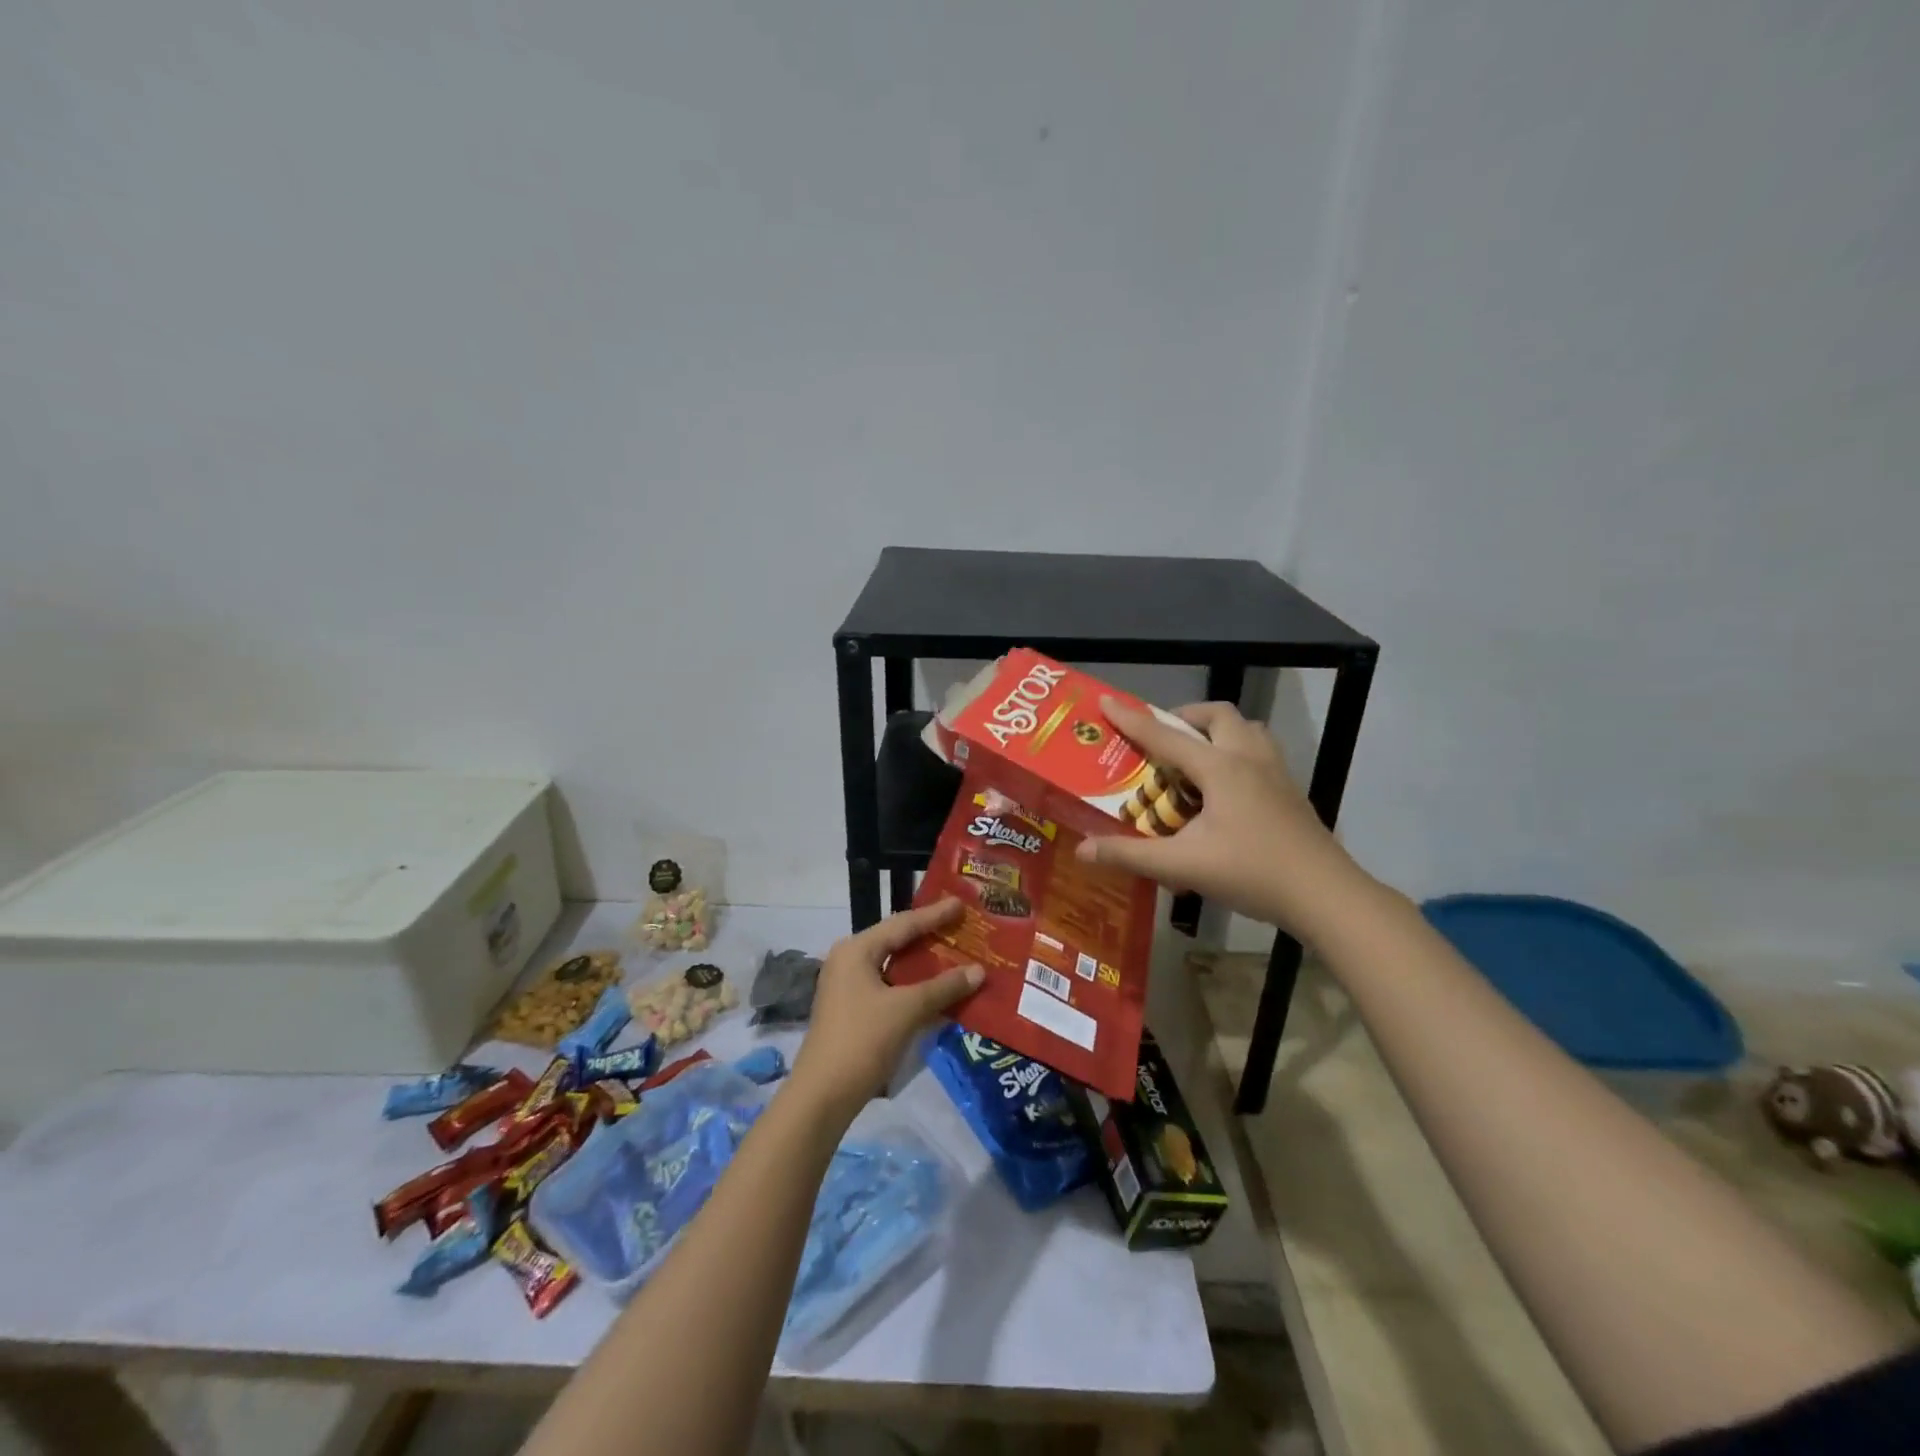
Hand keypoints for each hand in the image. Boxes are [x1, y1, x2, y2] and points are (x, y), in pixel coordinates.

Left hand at [790, 899, 982, 1116]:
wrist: (822, 1096)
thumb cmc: (863, 1040)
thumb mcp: (907, 1010)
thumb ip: (944, 987)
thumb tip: (979, 971)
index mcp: (856, 949)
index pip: (902, 924)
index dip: (934, 914)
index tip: (961, 903)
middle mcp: (849, 960)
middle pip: (896, 941)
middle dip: (929, 936)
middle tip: (961, 926)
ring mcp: (848, 986)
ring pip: (894, 966)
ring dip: (924, 964)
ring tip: (956, 954)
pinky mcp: (853, 1009)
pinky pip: (889, 986)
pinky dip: (914, 985)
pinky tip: (938, 990)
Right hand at [1075, 698, 1370, 942]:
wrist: (1325, 895)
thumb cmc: (1251, 873)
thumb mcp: (1183, 866)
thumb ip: (1131, 855)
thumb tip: (1082, 850)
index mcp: (1221, 768)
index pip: (1166, 736)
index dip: (1132, 720)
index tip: (1107, 701)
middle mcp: (1249, 759)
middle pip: (1218, 716)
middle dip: (1184, 718)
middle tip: (1162, 739)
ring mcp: (1277, 773)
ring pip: (1247, 730)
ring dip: (1217, 732)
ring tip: (1196, 758)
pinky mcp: (1291, 792)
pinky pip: (1261, 752)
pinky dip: (1238, 753)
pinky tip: (1228, 790)